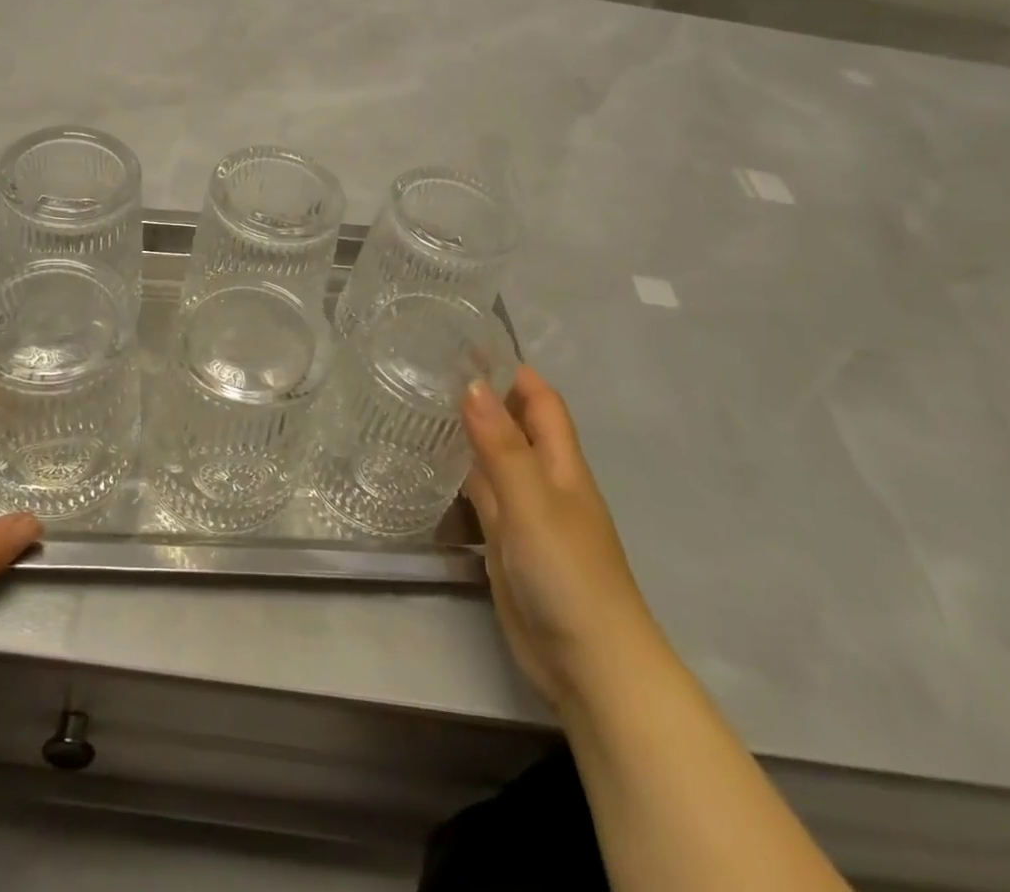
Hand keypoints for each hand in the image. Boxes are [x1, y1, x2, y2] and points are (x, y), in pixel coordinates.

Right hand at [462, 366, 660, 709]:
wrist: (589, 664)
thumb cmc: (568, 573)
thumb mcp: (532, 502)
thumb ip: (501, 445)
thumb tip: (471, 383)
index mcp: (560, 464)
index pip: (540, 401)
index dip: (513, 371)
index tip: (468, 344)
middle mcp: (543, 481)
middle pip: (514, 426)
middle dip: (483, 395)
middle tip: (428, 369)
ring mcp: (524, 514)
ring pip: (494, 459)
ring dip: (467, 433)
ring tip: (419, 404)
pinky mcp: (505, 544)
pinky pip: (480, 497)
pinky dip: (459, 475)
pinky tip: (429, 465)